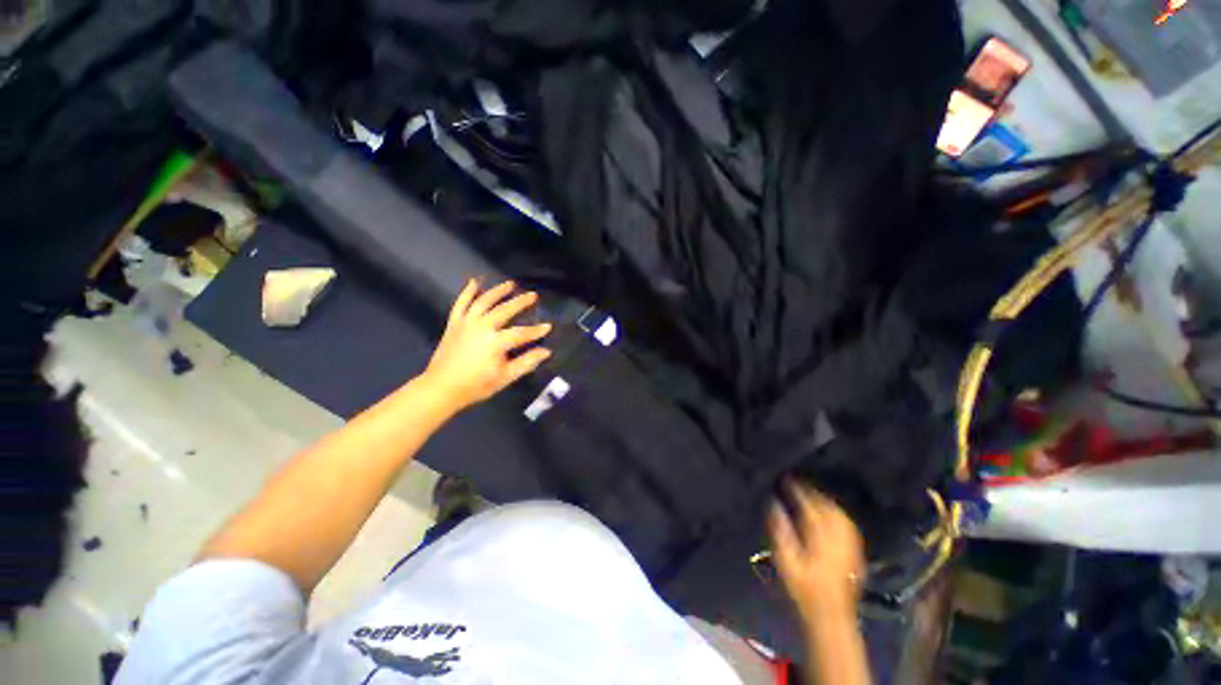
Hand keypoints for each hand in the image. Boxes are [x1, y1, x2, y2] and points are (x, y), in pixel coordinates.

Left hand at [421, 279, 552, 412]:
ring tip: (510, 284)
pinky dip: (467, 292)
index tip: (548, 326)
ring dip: (498, 291)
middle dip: (520, 302)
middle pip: (505, 310)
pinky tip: (474, 282)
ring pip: (484, 301)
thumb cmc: (477, 385)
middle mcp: (482, 327)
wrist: (441, 388)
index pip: (522, 333)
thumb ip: (526, 362)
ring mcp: (466, 323)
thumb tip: (546, 351)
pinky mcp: (454, 323)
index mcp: (496, 342)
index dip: (536, 330)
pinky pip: (461, 303)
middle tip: (533, 295)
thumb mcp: (505, 377)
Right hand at [769, 481, 865, 622]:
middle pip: (826, 506)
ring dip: (825, 500)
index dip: (797, 490)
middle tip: (797, 482)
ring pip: (839, 513)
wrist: (831, 614)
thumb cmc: (804, 586)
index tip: (785, 479)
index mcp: (820, 535)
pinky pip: (847, 523)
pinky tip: (830, 512)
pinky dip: (837, 512)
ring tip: (811, 493)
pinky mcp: (856, 550)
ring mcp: (850, 543)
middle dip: (811, 492)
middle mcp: (838, 535)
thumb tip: (774, 503)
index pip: (808, 505)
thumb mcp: (786, 559)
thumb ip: (781, 529)